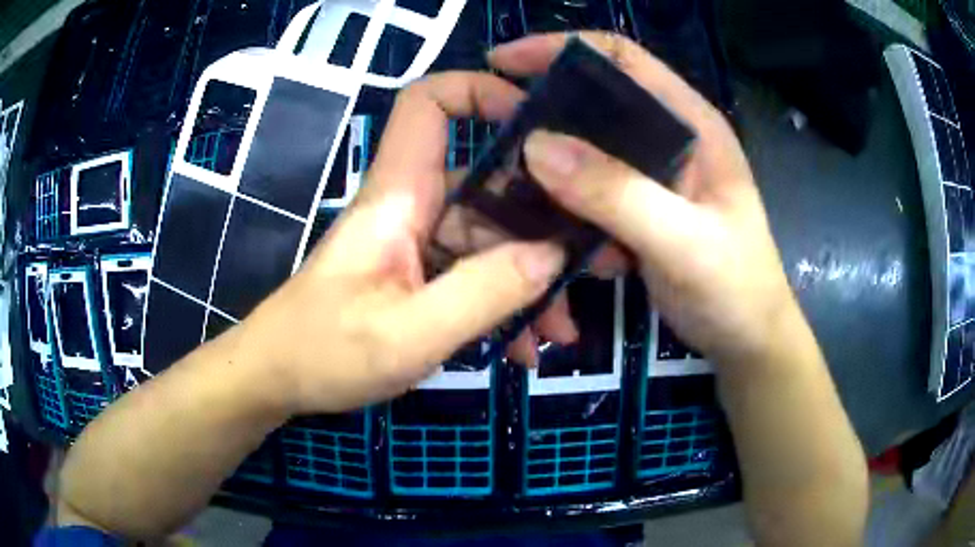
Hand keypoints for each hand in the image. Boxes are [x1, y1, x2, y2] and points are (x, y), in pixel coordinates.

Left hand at [237, 73, 590, 414]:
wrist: (277, 379)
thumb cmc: (323, 353)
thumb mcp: (407, 334)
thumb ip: (482, 294)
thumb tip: (552, 255)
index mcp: (398, 197)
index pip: (427, 106)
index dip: (479, 93)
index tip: (538, 123)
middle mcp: (413, 207)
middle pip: (487, 185)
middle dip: (542, 226)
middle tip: (588, 271)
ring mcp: (418, 244)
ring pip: (490, 240)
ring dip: (530, 282)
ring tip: (558, 335)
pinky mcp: (419, 277)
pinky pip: (475, 276)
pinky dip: (504, 306)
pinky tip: (525, 349)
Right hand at [496, 33, 797, 367]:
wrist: (746, 341)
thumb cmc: (736, 289)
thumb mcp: (685, 243)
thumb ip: (618, 194)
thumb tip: (535, 147)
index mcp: (690, 124)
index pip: (622, 59)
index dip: (562, 48)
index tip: (502, 62)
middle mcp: (668, 139)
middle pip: (594, 103)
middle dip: (544, 115)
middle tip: (497, 141)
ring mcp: (651, 177)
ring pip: (585, 152)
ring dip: (550, 173)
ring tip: (518, 201)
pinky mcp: (637, 210)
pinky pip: (587, 195)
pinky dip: (564, 211)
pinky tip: (559, 241)